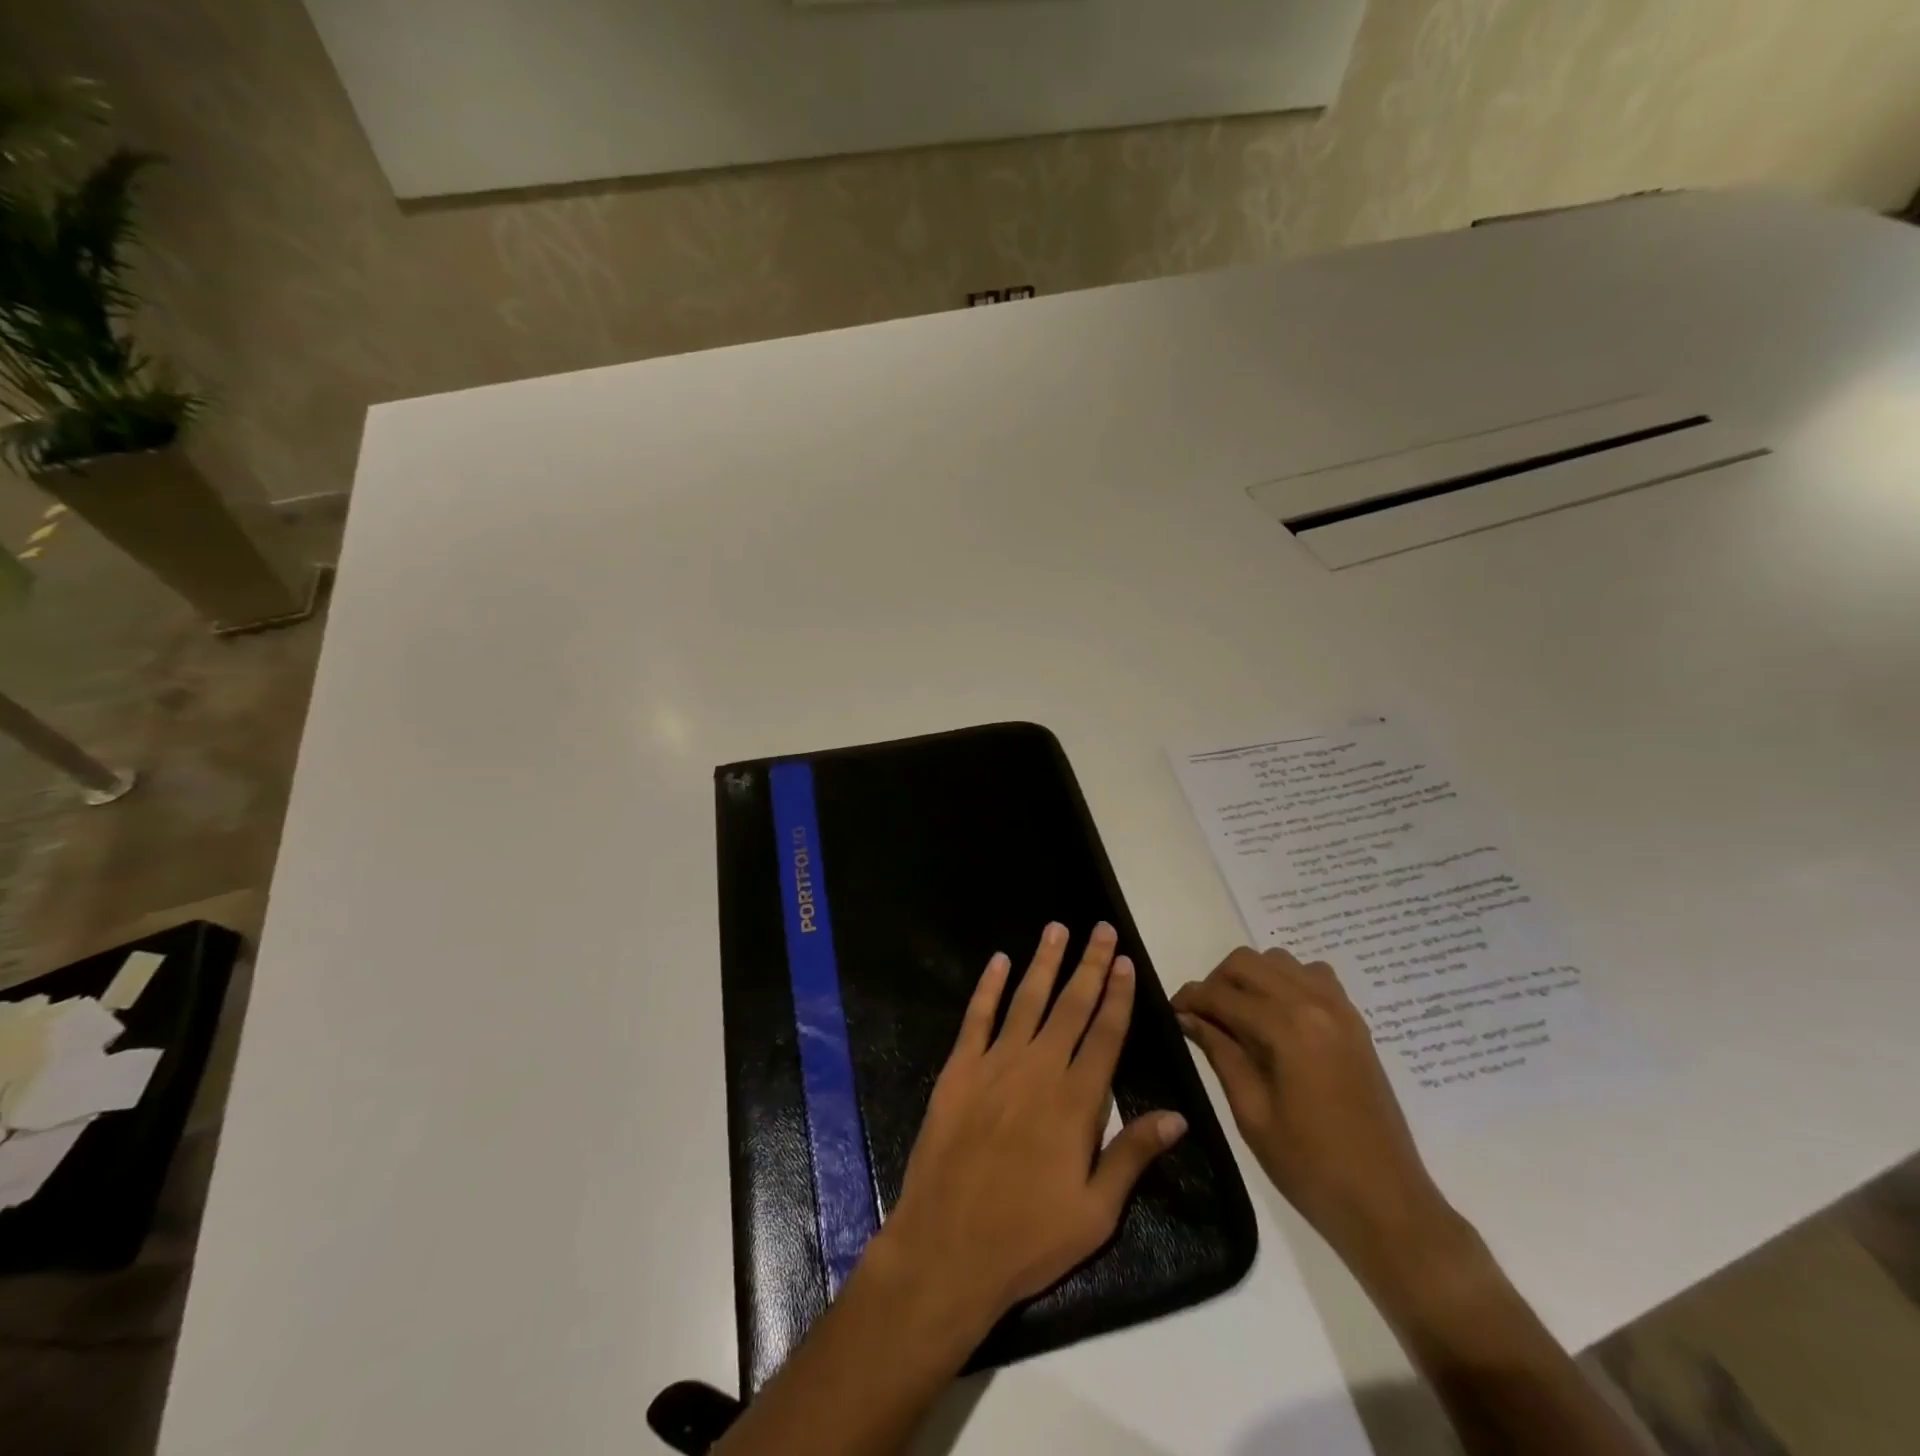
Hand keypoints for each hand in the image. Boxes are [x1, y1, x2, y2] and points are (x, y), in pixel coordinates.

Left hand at [872, 922, 1188, 1339]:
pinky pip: (976, 1017)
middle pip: (1071, 1006)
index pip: (1105, 1035)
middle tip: (1101, 929)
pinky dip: (988, 986)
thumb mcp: (1096, 1212)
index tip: (1125, 961)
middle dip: (1089, 965)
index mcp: (1076, 1102)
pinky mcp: (958, 1069)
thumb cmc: (1029, 1238)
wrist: (947, 1247)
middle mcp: (1038, 1070)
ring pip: (1026, 1000)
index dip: (1117, 996)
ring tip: (1057, 928)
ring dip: (1044, 963)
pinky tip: (998, 960)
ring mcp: (994, 1064)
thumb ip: (1134, 1155)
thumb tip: (1179, 1115)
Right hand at [1172, 947, 1465, 1282]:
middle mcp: (1314, 1004)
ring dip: (1251, 978)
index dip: (1190, 999)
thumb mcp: (1251, 1113)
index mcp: (1287, 1028)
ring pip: (1279, 961)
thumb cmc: (1311, 1167)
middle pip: (1248, 962)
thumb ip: (1220, 1053)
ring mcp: (1340, 1010)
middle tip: (1203, 1017)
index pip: (1222, 994)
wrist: (1388, 1205)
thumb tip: (1188, 1017)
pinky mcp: (1355, 1023)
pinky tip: (1278, 1019)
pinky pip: (1313, 976)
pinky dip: (1287, 982)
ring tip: (1239, 1017)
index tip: (1171, 1013)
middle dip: (1216, 982)